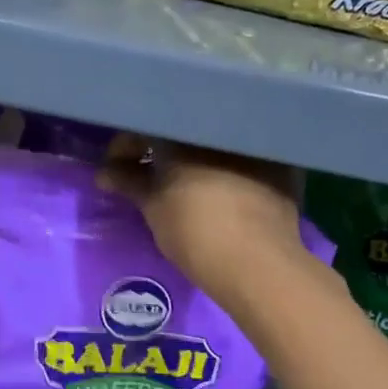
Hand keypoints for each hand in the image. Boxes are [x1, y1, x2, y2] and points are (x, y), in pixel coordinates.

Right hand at [98, 136, 305, 305]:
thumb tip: (105, 172)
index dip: (127, 146)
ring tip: (185, 181)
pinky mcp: (282, 165)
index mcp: (186, 129)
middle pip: (183, 129)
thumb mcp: (153, 208)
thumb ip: (129, 182)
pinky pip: (245, 157)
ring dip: (197, 156)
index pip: (146, 125)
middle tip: (150, 173)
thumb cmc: (195, 231)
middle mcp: (223, 126)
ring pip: (216, 142)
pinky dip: (228, 167)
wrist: (258, 263)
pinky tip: (222, 187)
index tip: (118, 167)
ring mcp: (257, 144)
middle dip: (163, 148)